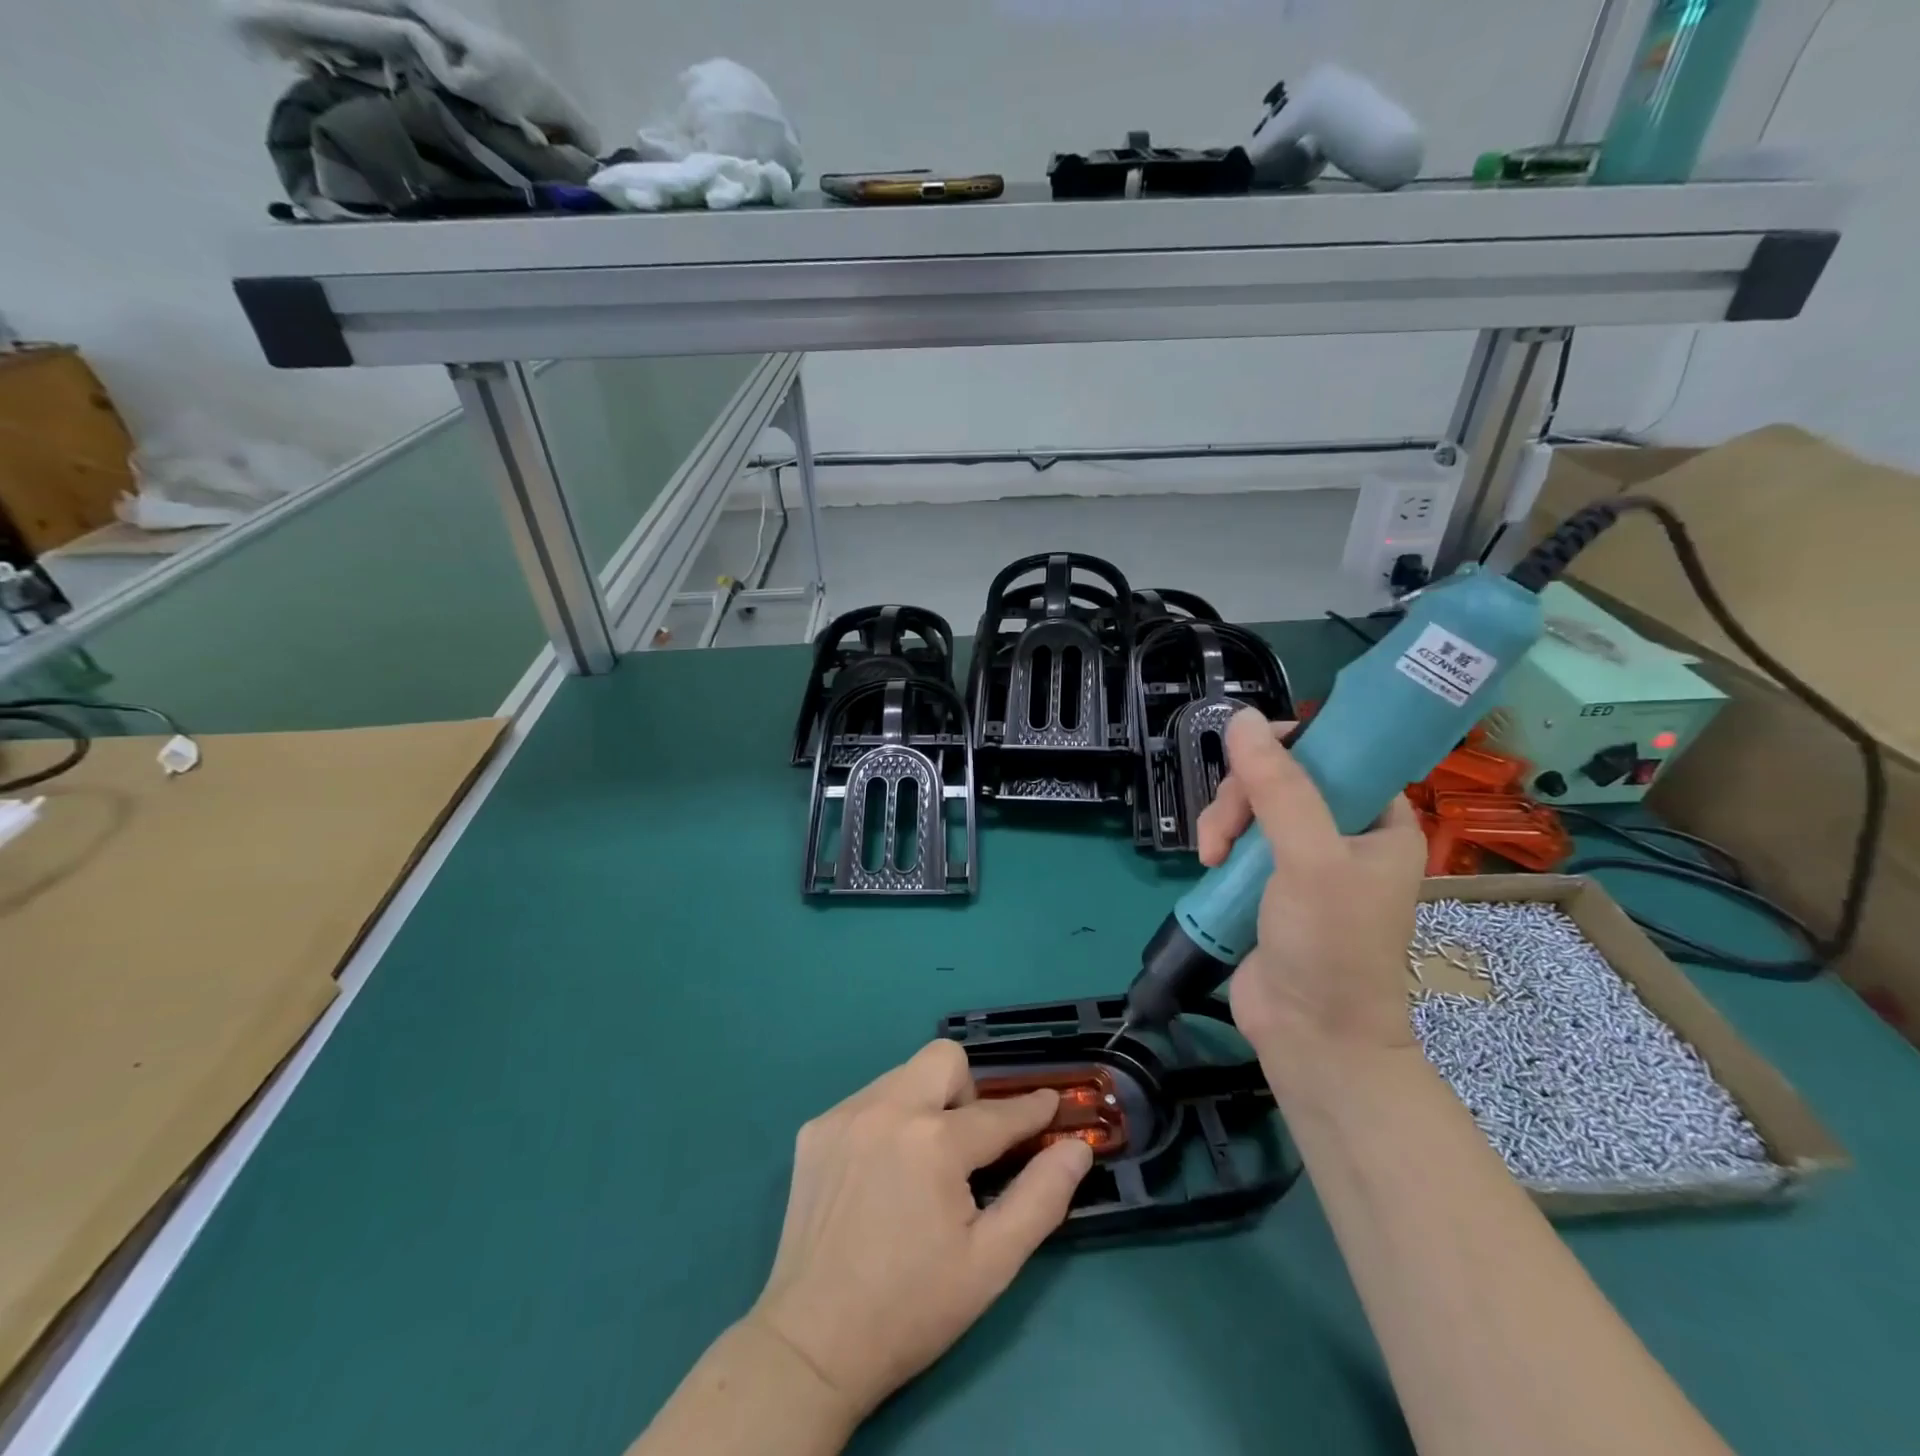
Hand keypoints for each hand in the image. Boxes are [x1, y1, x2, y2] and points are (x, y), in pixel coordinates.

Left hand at [748, 1040, 1093, 1420]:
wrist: (812, 1345)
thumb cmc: (911, 1308)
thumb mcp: (991, 1263)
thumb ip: (1041, 1197)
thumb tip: (1077, 1147)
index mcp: (934, 1141)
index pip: (998, 1112)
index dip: (1032, 1109)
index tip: (1050, 1105)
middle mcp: (887, 1108)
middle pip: (945, 1058)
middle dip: (968, 1092)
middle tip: (967, 1146)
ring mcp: (845, 1114)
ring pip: (903, 1075)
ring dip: (925, 1104)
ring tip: (920, 1163)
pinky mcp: (815, 1130)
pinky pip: (867, 1100)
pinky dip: (887, 1121)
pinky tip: (880, 1173)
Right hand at [1196, 708, 1425, 1071]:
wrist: (1311, 1036)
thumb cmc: (1331, 945)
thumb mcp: (1310, 859)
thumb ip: (1278, 788)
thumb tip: (1240, 718)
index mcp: (1380, 822)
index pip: (1340, 755)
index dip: (1296, 743)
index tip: (1253, 754)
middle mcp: (1344, 836)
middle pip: (1284, 778)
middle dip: (1245, 794)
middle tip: (1228, 828)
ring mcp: (1302, 861)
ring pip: (1253, 808)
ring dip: (1225, 821)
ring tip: (1212, 855)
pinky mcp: (1266, 884)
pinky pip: (1237, 840)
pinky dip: (1218, 844)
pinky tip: (1208, 863)